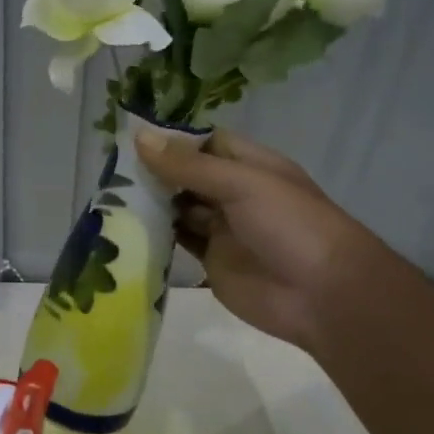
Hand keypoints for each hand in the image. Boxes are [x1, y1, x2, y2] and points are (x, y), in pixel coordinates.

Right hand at [134, 126, 390, 349]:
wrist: (324, 297)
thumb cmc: (291, 226)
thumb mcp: (241, 184)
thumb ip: (188, 165)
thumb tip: (138, 137)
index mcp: (249, 166)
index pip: (204, 143)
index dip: (171, 140)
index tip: (129, 138)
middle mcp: (234, 193)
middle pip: (187, 175)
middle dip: (155, 172)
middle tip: (110, 169)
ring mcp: (222, 228)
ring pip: (179, 208)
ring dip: (152, 202)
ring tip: (109, 195)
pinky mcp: (211, 261)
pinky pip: (179, 242)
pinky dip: (156, 235)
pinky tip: (126, 228)